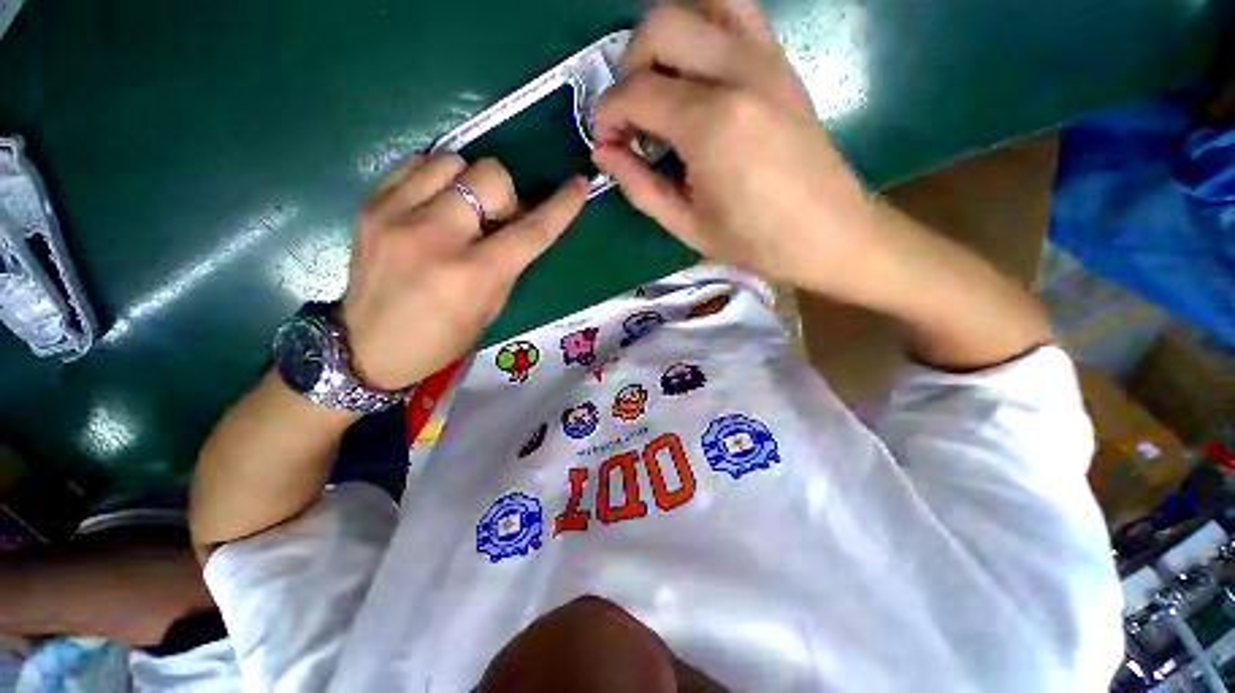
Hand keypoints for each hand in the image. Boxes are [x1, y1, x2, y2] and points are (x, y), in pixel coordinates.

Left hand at [340, 154, 587, 389]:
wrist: (367, 347)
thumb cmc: (442, 338)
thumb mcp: (490, 307)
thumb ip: (509, 261)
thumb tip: (519, 219)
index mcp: (472, 274)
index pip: (530, 231)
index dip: (561, 207)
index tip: (579, 184)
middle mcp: (434, 237)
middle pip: (489, 175)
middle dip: (504, 194)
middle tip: (494, 219)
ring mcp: (395, 215)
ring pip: (452, 160)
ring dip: (469, 182)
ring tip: (461, 210)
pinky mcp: (369, 205)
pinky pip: (417, 164)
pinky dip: (436, 177)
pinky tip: (435, 203)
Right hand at [592, 0, 893, 306]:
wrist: (828, 232)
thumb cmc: (754, 240)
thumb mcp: (686, 225)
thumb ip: (639, 185)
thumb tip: (603, 152)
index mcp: (711, 124)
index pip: (637, 92)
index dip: (608, 114)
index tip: (606, 141)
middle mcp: (737, 72)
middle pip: (661, 24)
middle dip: (630, 67)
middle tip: (632, 115)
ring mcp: (766, 58)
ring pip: (701, 1)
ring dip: (668, 35)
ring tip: (663, 84)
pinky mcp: (782, 62)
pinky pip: (738, 12)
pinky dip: (706, 25)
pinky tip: (698, 70)